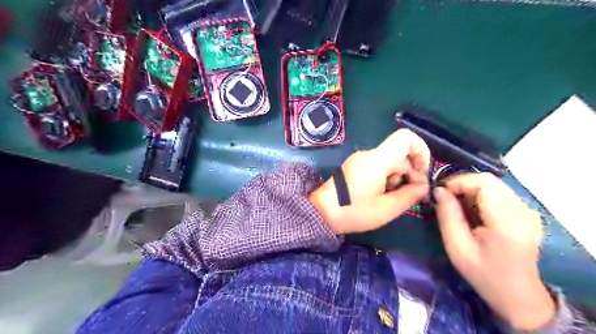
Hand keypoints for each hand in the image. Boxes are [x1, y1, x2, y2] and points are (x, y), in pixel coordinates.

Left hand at [309, 128, 431, 233]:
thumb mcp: (386, 209)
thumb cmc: (353, 212)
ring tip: (389, 199)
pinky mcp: (355, 166)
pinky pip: (378, 167)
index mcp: (376, 160)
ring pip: (390, 162)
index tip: (422, 172)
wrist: (321, 212)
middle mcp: (368, 154)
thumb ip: (410, 195)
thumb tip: (424, 186)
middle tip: (409, 196)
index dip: (421, 150)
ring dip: (397, 179)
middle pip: (399, 155)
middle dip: (409, 174)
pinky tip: (380, 196)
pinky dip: (386, 179)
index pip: (405, 138)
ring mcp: (360, 160)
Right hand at [435, 174, 553, 329]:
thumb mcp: (457, 247)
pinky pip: (498, 192)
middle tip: (444, 196)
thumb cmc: (484, 274)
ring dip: (470, 188)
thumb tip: (439, 190)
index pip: (482, 183)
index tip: (439, 193)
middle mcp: (523, 210)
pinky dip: (480, 194)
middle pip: (489, 179)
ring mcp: (527, 211)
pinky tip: (470, 209)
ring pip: (493, 184)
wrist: (517, 295)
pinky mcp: (526, 213)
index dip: (458, 182)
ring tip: (454, 203)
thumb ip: (447, 216)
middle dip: (462, 183)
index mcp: (507, 221)